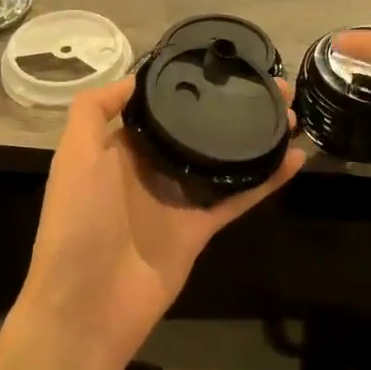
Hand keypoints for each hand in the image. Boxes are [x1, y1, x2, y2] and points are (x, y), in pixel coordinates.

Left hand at [12, 76, 305, 364]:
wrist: (87, 306)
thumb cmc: (78, 222)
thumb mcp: (74, 155)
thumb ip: (93, 110)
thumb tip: (134, 77)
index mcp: (118, 149)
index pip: (158, 107)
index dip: (187, 85)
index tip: (221, 64)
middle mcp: (150, 169)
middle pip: (197, 130)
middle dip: (230, 106)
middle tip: (271, 86)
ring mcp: (178, 200)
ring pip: (223, 160)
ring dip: (255, 137)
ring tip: (291, 113)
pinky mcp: (201, 228)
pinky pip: (238, 197)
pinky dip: (267, 180)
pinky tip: (295, 158)